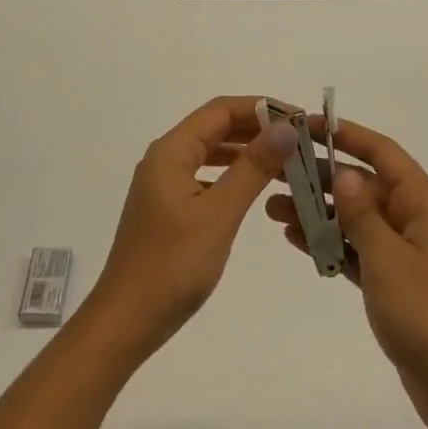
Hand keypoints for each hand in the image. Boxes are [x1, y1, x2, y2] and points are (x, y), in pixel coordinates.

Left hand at [87, 96, 300, 362]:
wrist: (127, 321)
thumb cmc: (173, 265)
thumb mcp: (219, 213)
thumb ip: (253, 167)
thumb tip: (286, 127)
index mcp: (171, 152)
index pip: (220, 110)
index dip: (261, 107)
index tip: (299, 118)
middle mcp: (165, 160)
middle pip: (216, 128)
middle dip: (257, 128)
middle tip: (300, 141)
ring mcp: (165, 185)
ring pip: (212, 153)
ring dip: (247, 152)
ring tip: (287, 162)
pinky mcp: (169, 209)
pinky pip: (207, 177)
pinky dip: (233, 176)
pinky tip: (256, 189)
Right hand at [268, 118, 427, 428]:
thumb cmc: (427, 315)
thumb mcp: (388, 258)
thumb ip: (362, 213)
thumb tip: (343, 173)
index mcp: (423, 203)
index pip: (382, 152)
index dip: (345, 134)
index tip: (305, 125)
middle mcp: (414, 219)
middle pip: (363, 184)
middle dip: (321, 177)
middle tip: (276, 172)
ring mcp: (404, 252)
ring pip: (355, 218)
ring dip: (318, 212)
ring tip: (273, 209)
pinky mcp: (393, 283)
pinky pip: (356, 250)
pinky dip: (329, 243)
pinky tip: (295, 239)